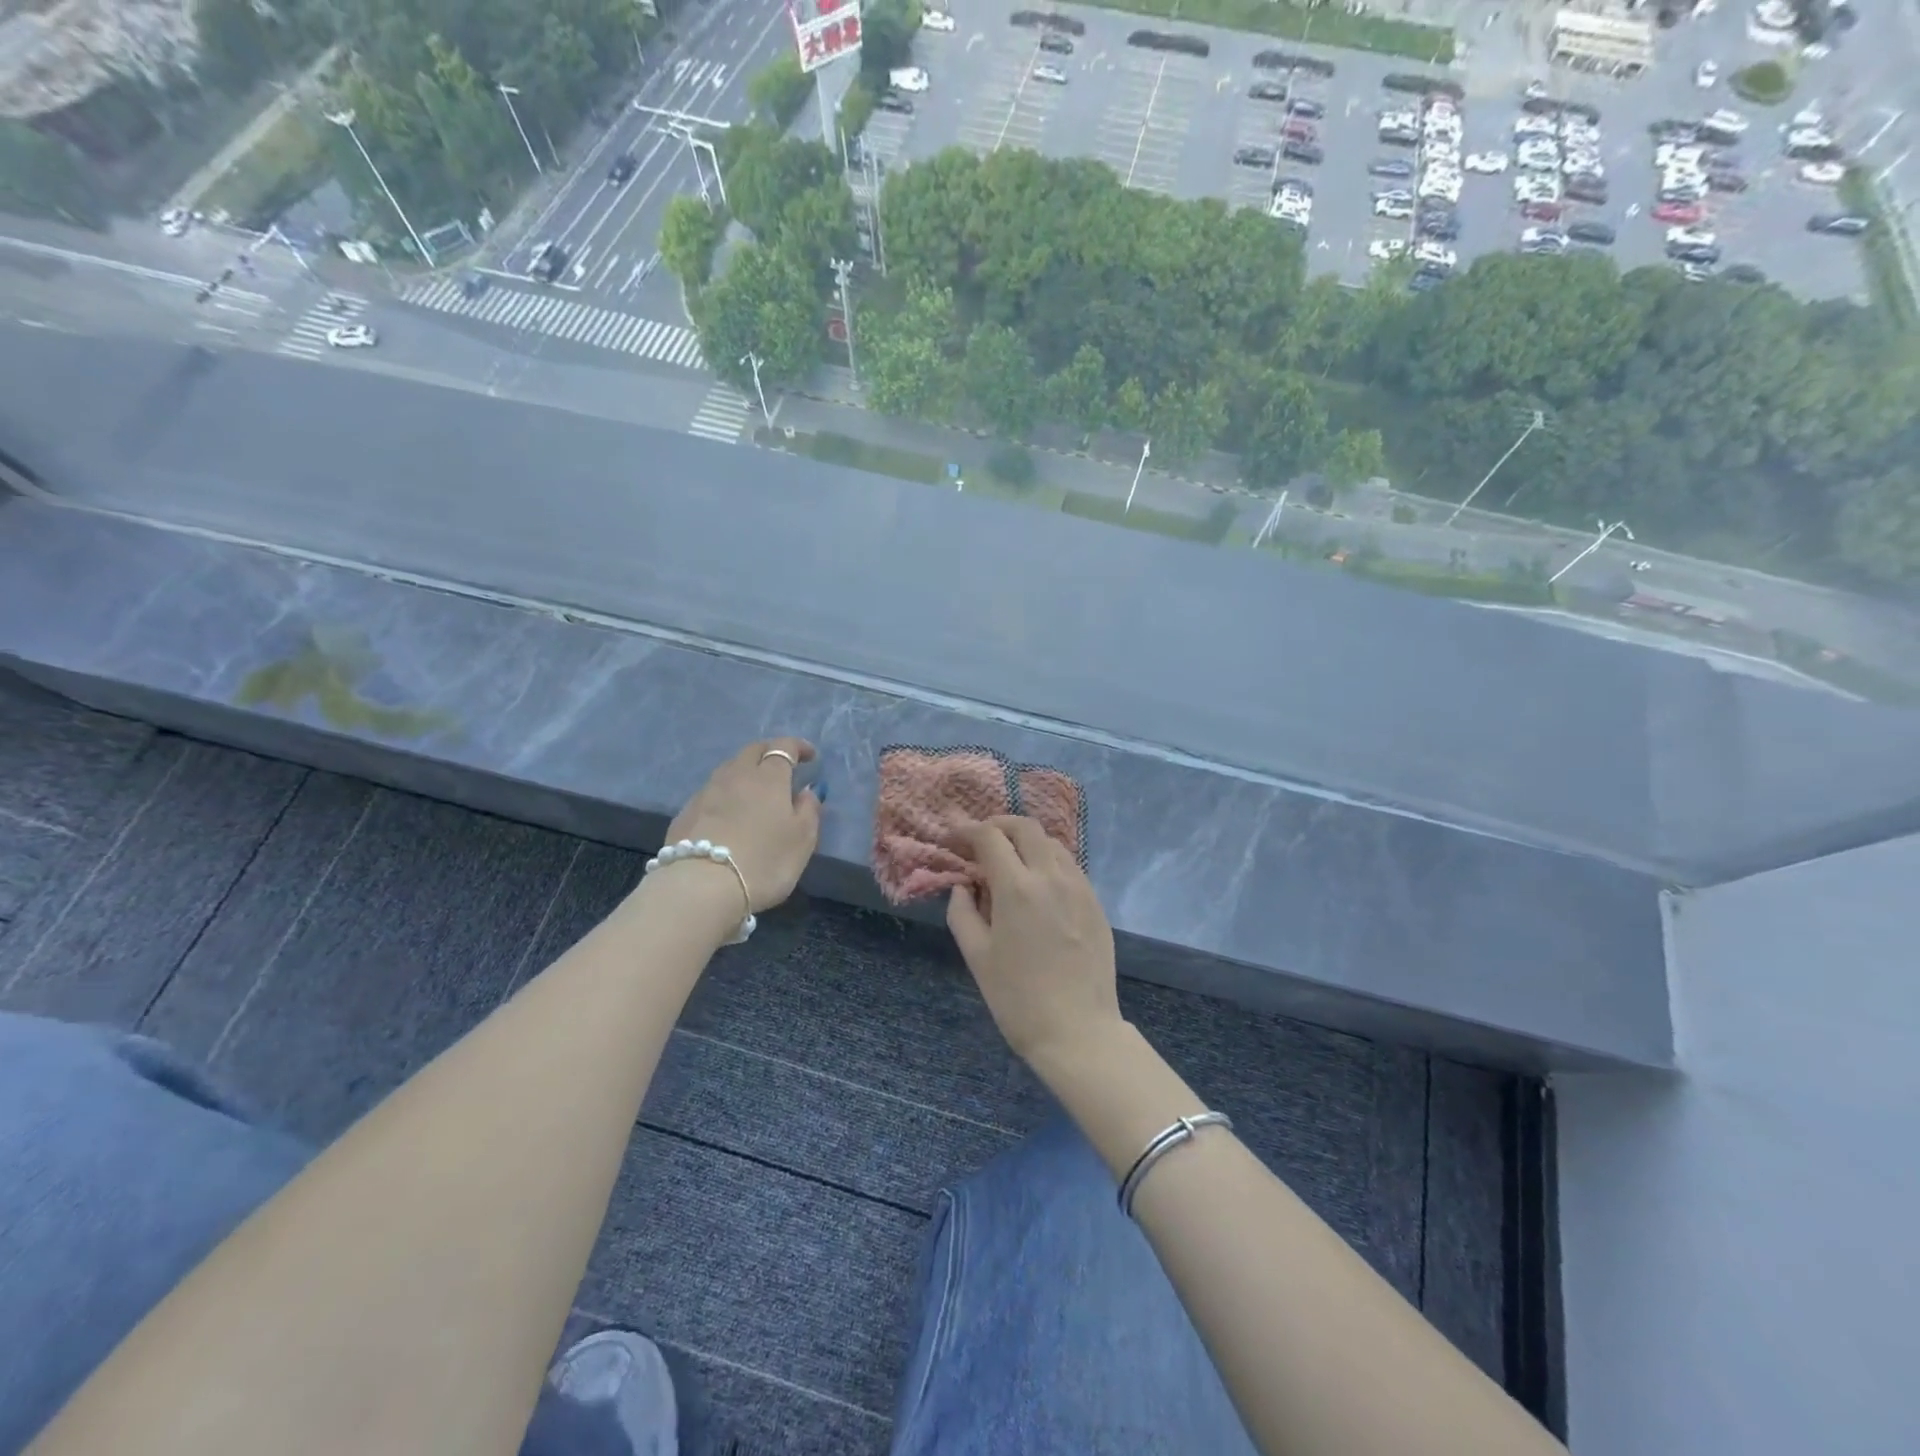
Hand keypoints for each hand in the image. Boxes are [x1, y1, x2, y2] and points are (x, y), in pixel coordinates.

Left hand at [664, 738, 821, 911]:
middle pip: (752, 750)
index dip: (799, 747)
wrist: (701, 887)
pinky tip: (727, 814)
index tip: (810, 756)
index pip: (784, 747)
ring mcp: (706, 793)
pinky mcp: (685, 813)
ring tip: (754, 790)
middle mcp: (735, 776)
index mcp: (768, 778)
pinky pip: (710, 792)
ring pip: (728, 769)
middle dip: (769, 751)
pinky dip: (725, 794)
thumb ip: (809, 810)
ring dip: (744, 772)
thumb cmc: (764, 861)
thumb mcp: (802, 840)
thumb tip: (806, 790)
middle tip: (782, 765)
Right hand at [946, 816, 1122, 1069]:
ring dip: (1026, 842)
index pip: (990, 837)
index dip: (967, 831)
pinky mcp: (1096, 903)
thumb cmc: (1017, 998)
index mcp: (1017, 888)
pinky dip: (1048, 862)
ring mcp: (1079, 887)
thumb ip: (962, 912)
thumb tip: (964, 886)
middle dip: (998, 825)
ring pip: (1051, 843)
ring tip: (1009, 862)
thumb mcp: (977, 956)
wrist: (1078, 1031)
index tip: (954, 840)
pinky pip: (1069, 866)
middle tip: (980, 842)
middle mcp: (1051, 876)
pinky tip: (1037, 886)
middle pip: (1026, 827)